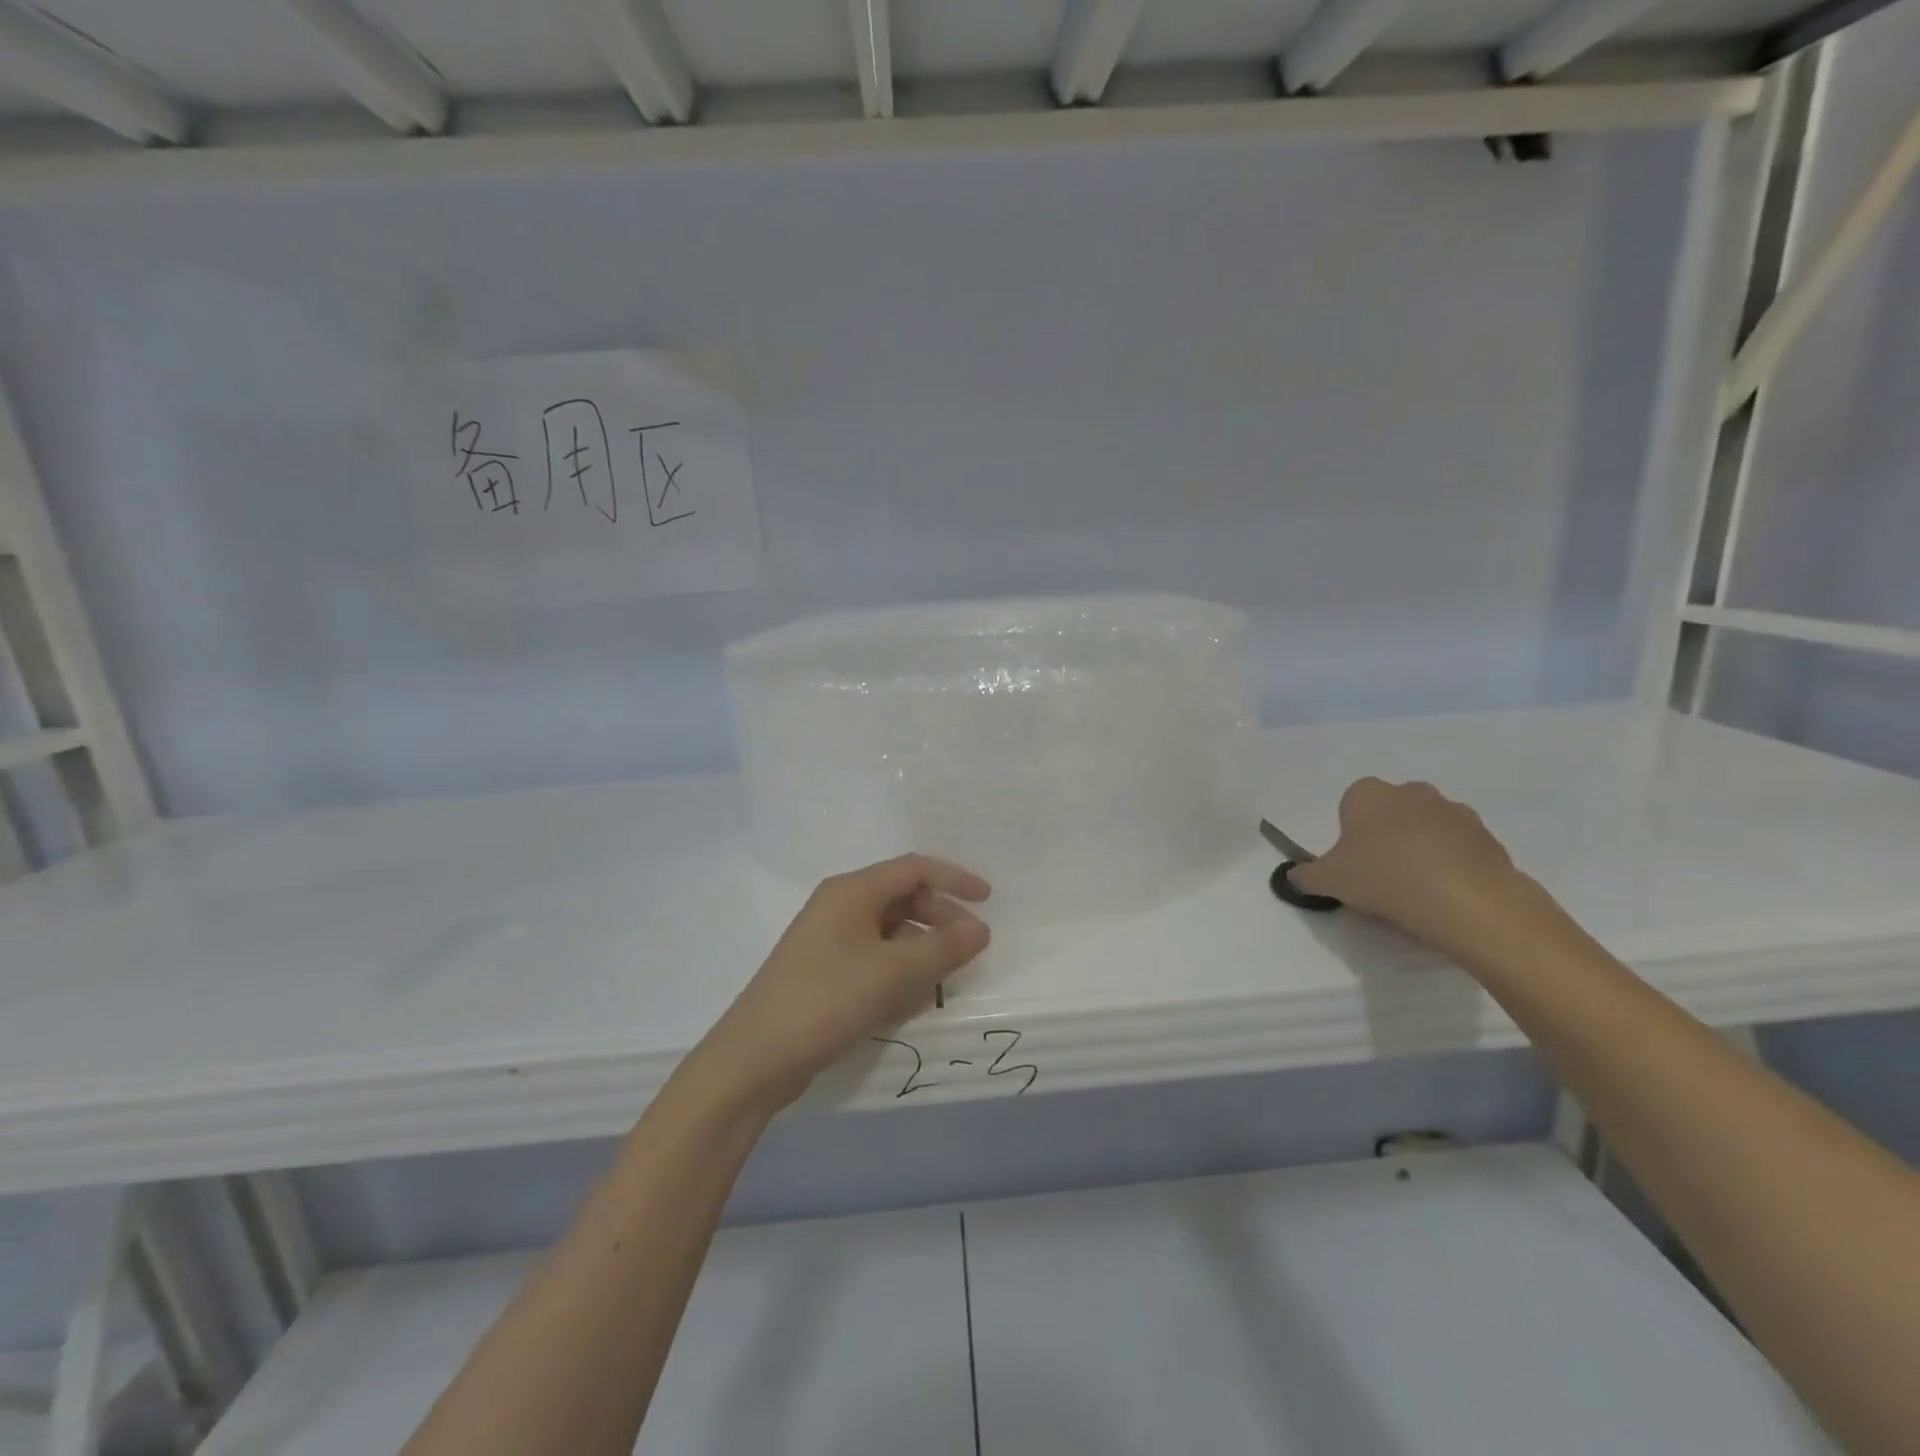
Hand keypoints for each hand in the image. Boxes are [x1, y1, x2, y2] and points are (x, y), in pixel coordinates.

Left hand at [687, 854, 990, 1114]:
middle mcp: (839, 907)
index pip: (913, 869)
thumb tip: (981, 929)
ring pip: (889, 930)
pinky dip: (899, 968)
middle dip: (940, 916)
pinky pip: (873, 957)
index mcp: (851, 891)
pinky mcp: (823, 973)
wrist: (754, 1059)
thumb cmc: (826, 1000)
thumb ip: (943, 948)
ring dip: (921, 946)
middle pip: (902, 897)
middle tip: (971, 946)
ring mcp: (828, 941)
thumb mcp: (893, 973)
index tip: (988, 901)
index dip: (954, 879)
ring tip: (945, 976)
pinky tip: (911, 997)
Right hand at [1289, 778, 1551, 963]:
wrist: (1466, 900)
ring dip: (1421, 848)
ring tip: (1417, 888)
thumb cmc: (1383, 877)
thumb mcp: (1329, 881)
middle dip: (1386, 835)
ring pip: (1427, 827)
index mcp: (1368, 793)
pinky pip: (1459, 847)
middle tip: (1382, 874)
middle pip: (1391, 812)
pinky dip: (1452, 863)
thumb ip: (1306, 876)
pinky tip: (1446, 893)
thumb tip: (1293, 876)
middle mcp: (1411, 791)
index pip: (1351, 804)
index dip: (1350, 833)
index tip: (1354, 862)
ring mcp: (1454, 810)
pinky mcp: (1487, 835)